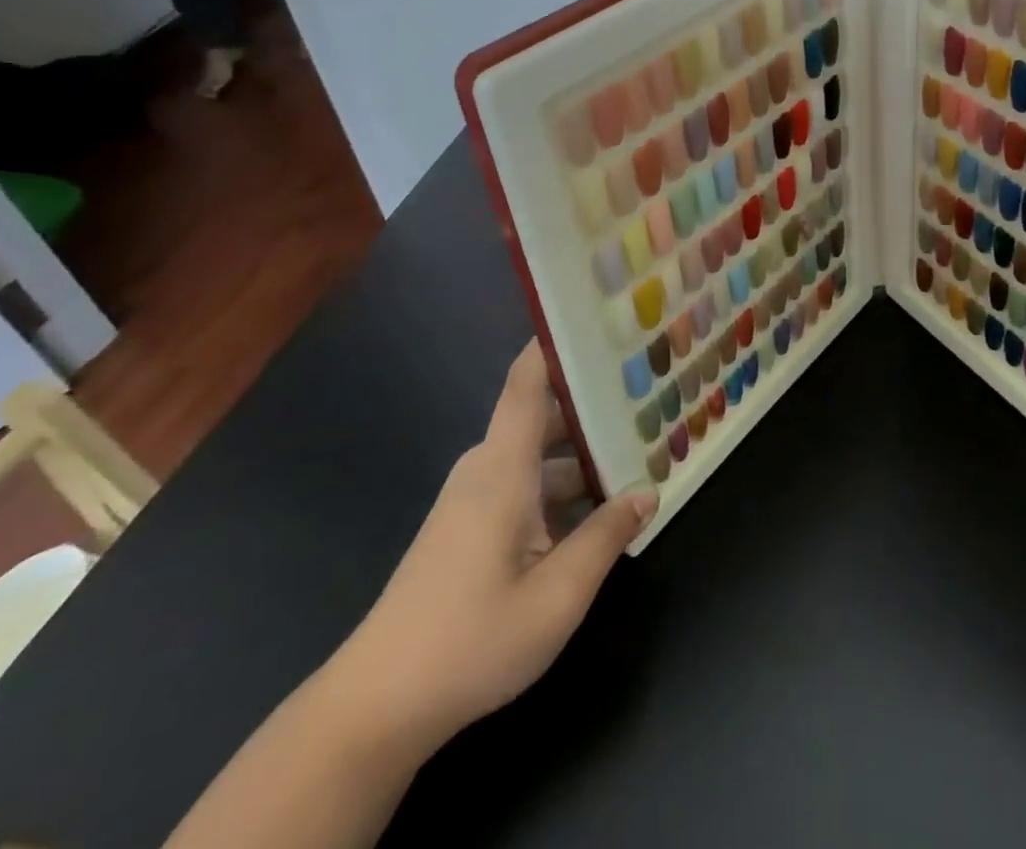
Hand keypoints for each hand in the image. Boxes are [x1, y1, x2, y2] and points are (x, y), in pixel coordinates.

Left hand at [330, 341, 656, 756]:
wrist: (377, 705)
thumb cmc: (472, 640)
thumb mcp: (558, 595)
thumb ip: (606, 537)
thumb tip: (648, 491)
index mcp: (503, 468)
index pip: (527, 381)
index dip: (554, 343)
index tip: (594, 319)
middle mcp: (486, 469)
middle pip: (543, 416)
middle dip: (593, 406)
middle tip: (647, 396)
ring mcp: (473, 499)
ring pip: (537, 456)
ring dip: (581, 455)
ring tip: (635, 455)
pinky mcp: (467, 527)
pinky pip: (522, 485)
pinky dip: (560, 487)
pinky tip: (595, 512)